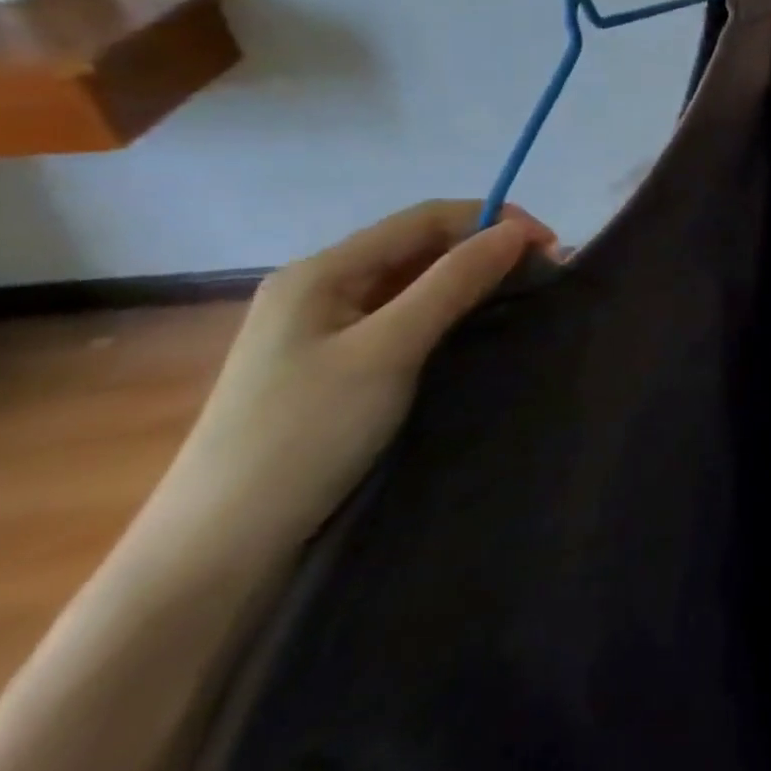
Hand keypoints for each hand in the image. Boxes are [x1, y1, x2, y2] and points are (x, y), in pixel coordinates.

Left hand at [155, 200, 555, 552]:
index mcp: (323, 271)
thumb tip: (518, 230)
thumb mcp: (389, 350)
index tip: (552, 248)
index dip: (494, 220)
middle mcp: (322, 288)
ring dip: (473, 281)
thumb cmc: (304, 436)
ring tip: (524, 298)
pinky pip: (405, 318)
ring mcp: (325, 329)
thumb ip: (454, 282)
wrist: (218, 552)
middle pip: (421, 246)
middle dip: (487, 250)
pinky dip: (450, 312)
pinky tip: (477, 329)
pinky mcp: (334, 366)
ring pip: (415, 283)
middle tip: (547, 277)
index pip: (426, 218)